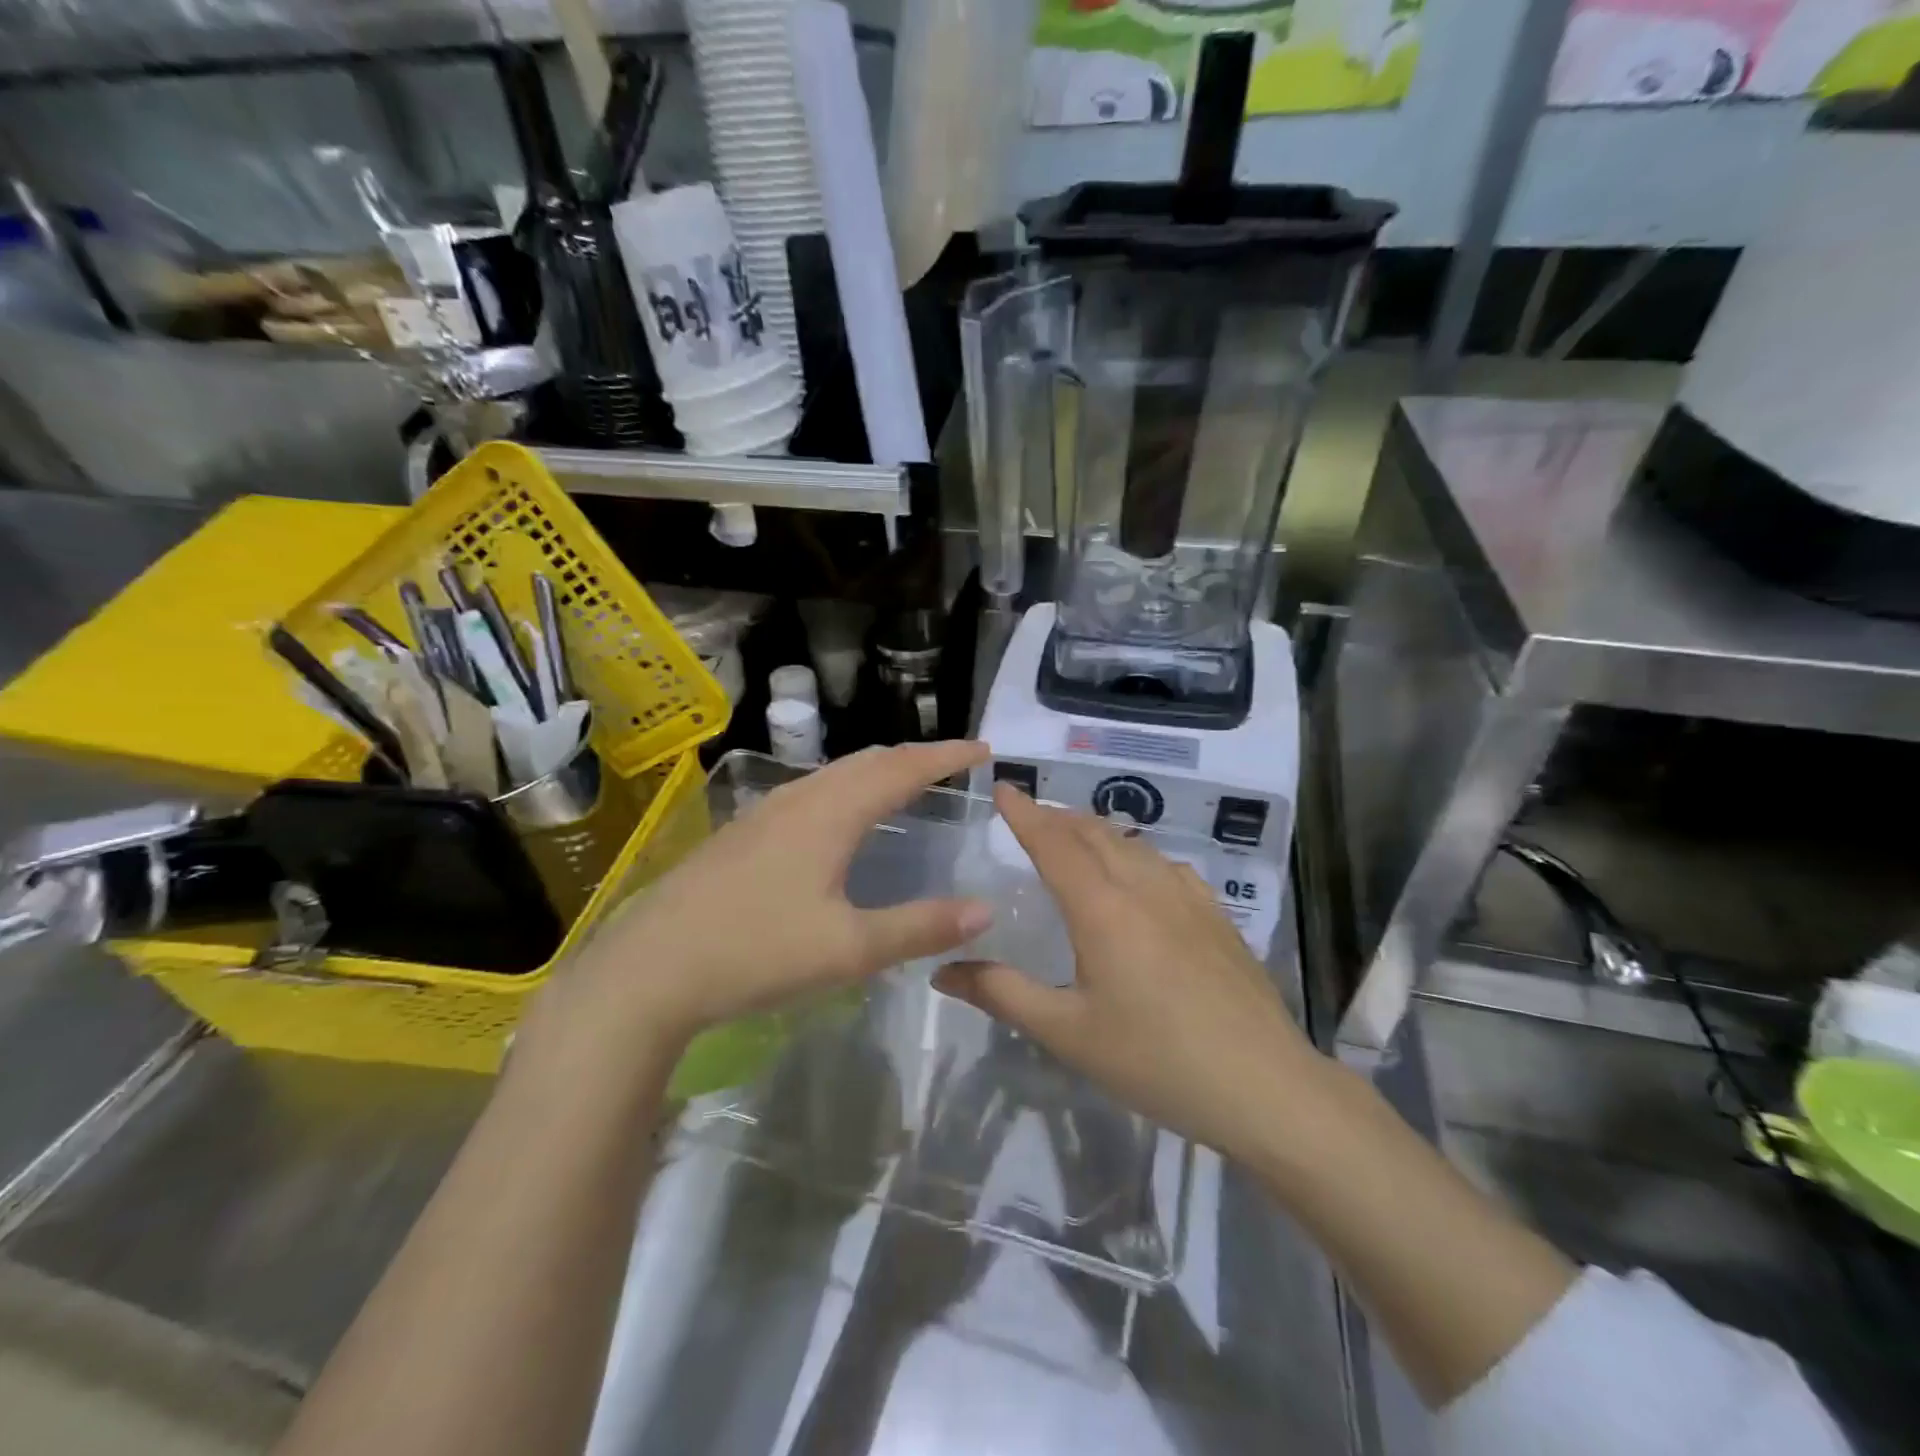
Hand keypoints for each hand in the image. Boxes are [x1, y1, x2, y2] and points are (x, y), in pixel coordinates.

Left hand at [558, 741, 993, 1052]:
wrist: (649, 968)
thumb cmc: (756, 952)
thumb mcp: (848, 949)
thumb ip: (919, 927)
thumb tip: (984, 911)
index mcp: (831, 813)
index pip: (902, 768)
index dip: (945, 755)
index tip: (983, 749)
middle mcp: (800, 799)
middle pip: (868, 761)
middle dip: (914, 756)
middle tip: (951, 764)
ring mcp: (765, 813)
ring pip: (835, 773)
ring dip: (878, 770)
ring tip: (905, 783)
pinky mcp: (744, 833)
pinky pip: (812, 791)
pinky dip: (847, 788)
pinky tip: (840, 818)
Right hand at [934, 786, 1327, 1163]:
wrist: (1262, 1085)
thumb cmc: (1154, 1059)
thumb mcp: (1067, 1033)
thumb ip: (1002, 994)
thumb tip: (942, 971)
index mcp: (1102, 908)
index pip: (1055, 842)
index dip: (1025, 813)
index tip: (1004, 786)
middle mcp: (1144, 887)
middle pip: (1094, 833)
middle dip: (1057, 817)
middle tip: (1030, 815)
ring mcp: (1187, 897)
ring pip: (1133, 844)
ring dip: (1096, 831)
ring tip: (1075, 836)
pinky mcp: (1216, 915)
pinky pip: (1166, 865)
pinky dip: (1137, 853)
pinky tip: (1140, 874)